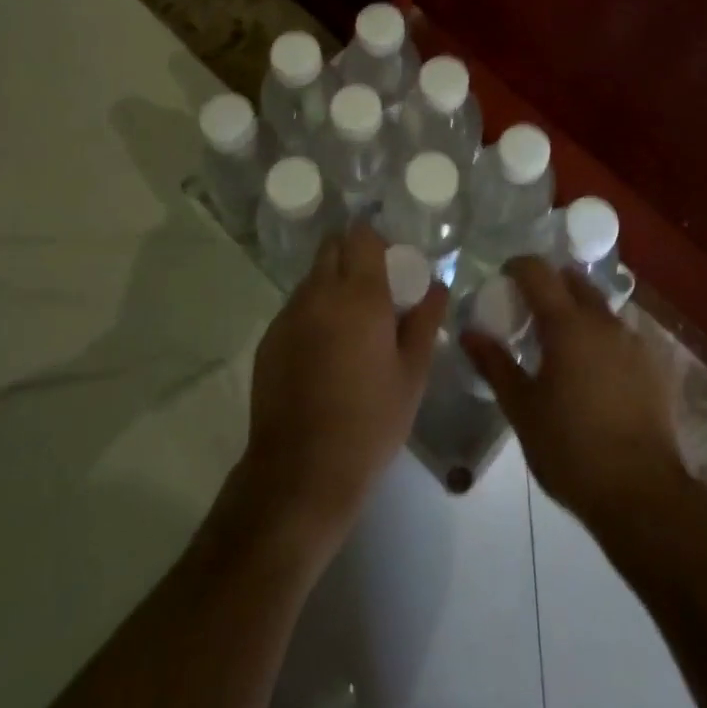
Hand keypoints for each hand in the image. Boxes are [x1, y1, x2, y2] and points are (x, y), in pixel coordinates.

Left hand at [239, 224, 448, 553]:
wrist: (301, 472)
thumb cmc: (370, 421)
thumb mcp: (412, 373)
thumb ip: (425, 320)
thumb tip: (437, 286)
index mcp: (359, 295)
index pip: (361, 235)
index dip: (376, 239)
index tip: (392, 260)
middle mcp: (319, 293)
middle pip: (332, 247)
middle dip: (352, 254)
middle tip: (375, 287)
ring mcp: (289, 315)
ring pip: (313, 278)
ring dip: (332, 284)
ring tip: (352, 324)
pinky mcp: (269, 339)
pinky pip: (296, 308)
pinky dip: (313, 312)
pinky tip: (325, 351)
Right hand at [462, 258, 686, 534]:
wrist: (641, 494)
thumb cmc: (571, 449)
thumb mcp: (522, 409)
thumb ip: (495, 364)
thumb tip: (469, 332)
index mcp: (568, 325)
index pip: (539, 272)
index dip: (518, 267)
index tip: (504, 277)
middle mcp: (604, 322)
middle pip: (574, 282)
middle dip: (551, 284)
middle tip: (529, 310)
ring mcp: (633, 342)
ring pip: (600, 308)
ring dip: (578, 312)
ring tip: (560, 344)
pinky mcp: (653, 366)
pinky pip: (620, 335)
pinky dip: (600, 337)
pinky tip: (592, 371)